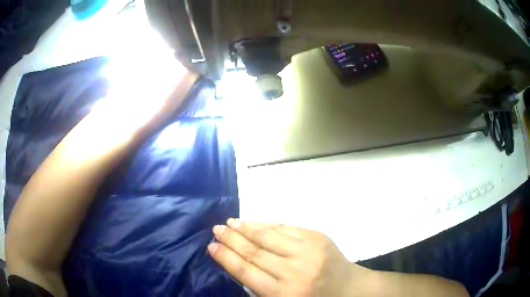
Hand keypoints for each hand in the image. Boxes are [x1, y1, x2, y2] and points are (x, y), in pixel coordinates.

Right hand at [208, 219, 370, 296]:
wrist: (349, 289)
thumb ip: (260, 287)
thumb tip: (236, 262)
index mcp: (284, 294)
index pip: (246, 271)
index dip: (226, 257)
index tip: (211, 246)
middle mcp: (294, 272)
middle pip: (254, 252)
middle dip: (231, 239)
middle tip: (216, 229)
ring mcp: (308, 251)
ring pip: (268, 236)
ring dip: (246, 228)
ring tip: (230, 223)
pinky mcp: (318, 237)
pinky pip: (286, 228)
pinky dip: (267, 225)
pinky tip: (254, 222)